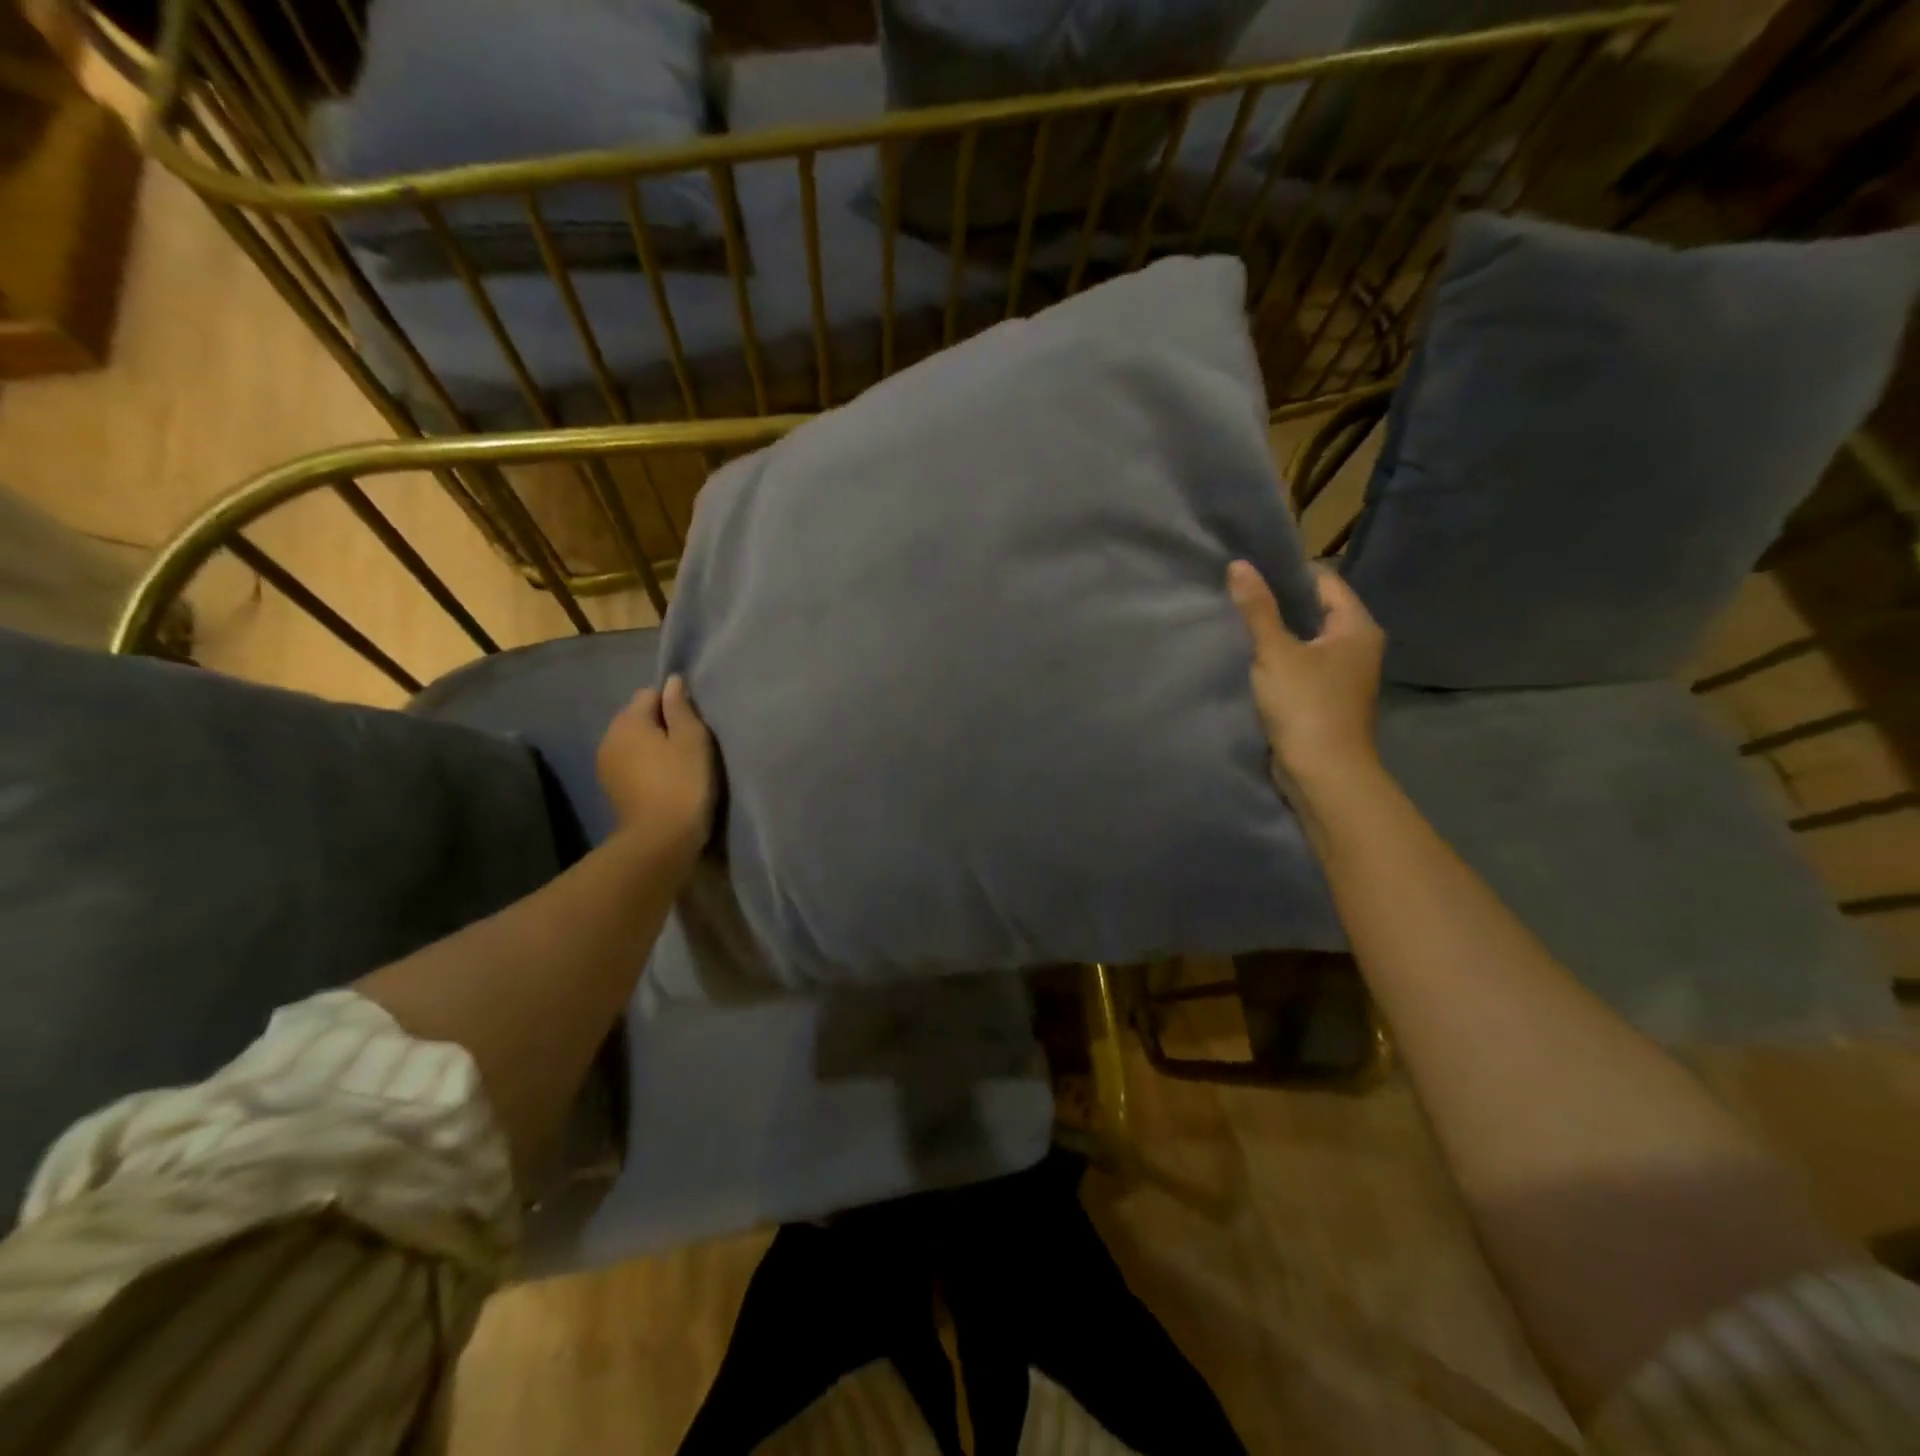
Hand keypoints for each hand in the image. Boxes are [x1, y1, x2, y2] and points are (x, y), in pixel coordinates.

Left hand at [596, 674, 715, 868]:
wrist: (660, 839)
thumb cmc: (682, 783)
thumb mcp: (692, 740)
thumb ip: (680, 708)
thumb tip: (672, 681)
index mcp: (628, 721)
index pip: (650, 694)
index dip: (674, 705)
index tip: (693, 725)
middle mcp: (609, 737)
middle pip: (638, 718)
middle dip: (660, 725)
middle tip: (689, 746)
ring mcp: (606, 765)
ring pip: (633, 742)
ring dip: (652, 747)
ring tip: (677, 765)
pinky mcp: (611, 788)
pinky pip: (630, 764)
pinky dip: (644, 766)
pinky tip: (663, 782)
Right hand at [1227, 560, 1384, 794]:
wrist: (1323, 774)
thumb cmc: (1306, 706)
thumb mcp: (1276, 653)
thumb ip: (1258, 609)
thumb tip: (1239, 565)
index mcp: (1357, 627)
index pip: (1324, 581)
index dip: (1288, 573)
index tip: (1250, 571)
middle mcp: (1357, 646)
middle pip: (1316, 610)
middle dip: (1279, 603)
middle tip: (1238, 594)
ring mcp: (1344, 674)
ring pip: (1306, 639)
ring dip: (1277, 632)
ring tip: (1239, 622)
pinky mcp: (1326, 697)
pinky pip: (1301, 665)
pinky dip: (1279, 659)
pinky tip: (1251, 658)